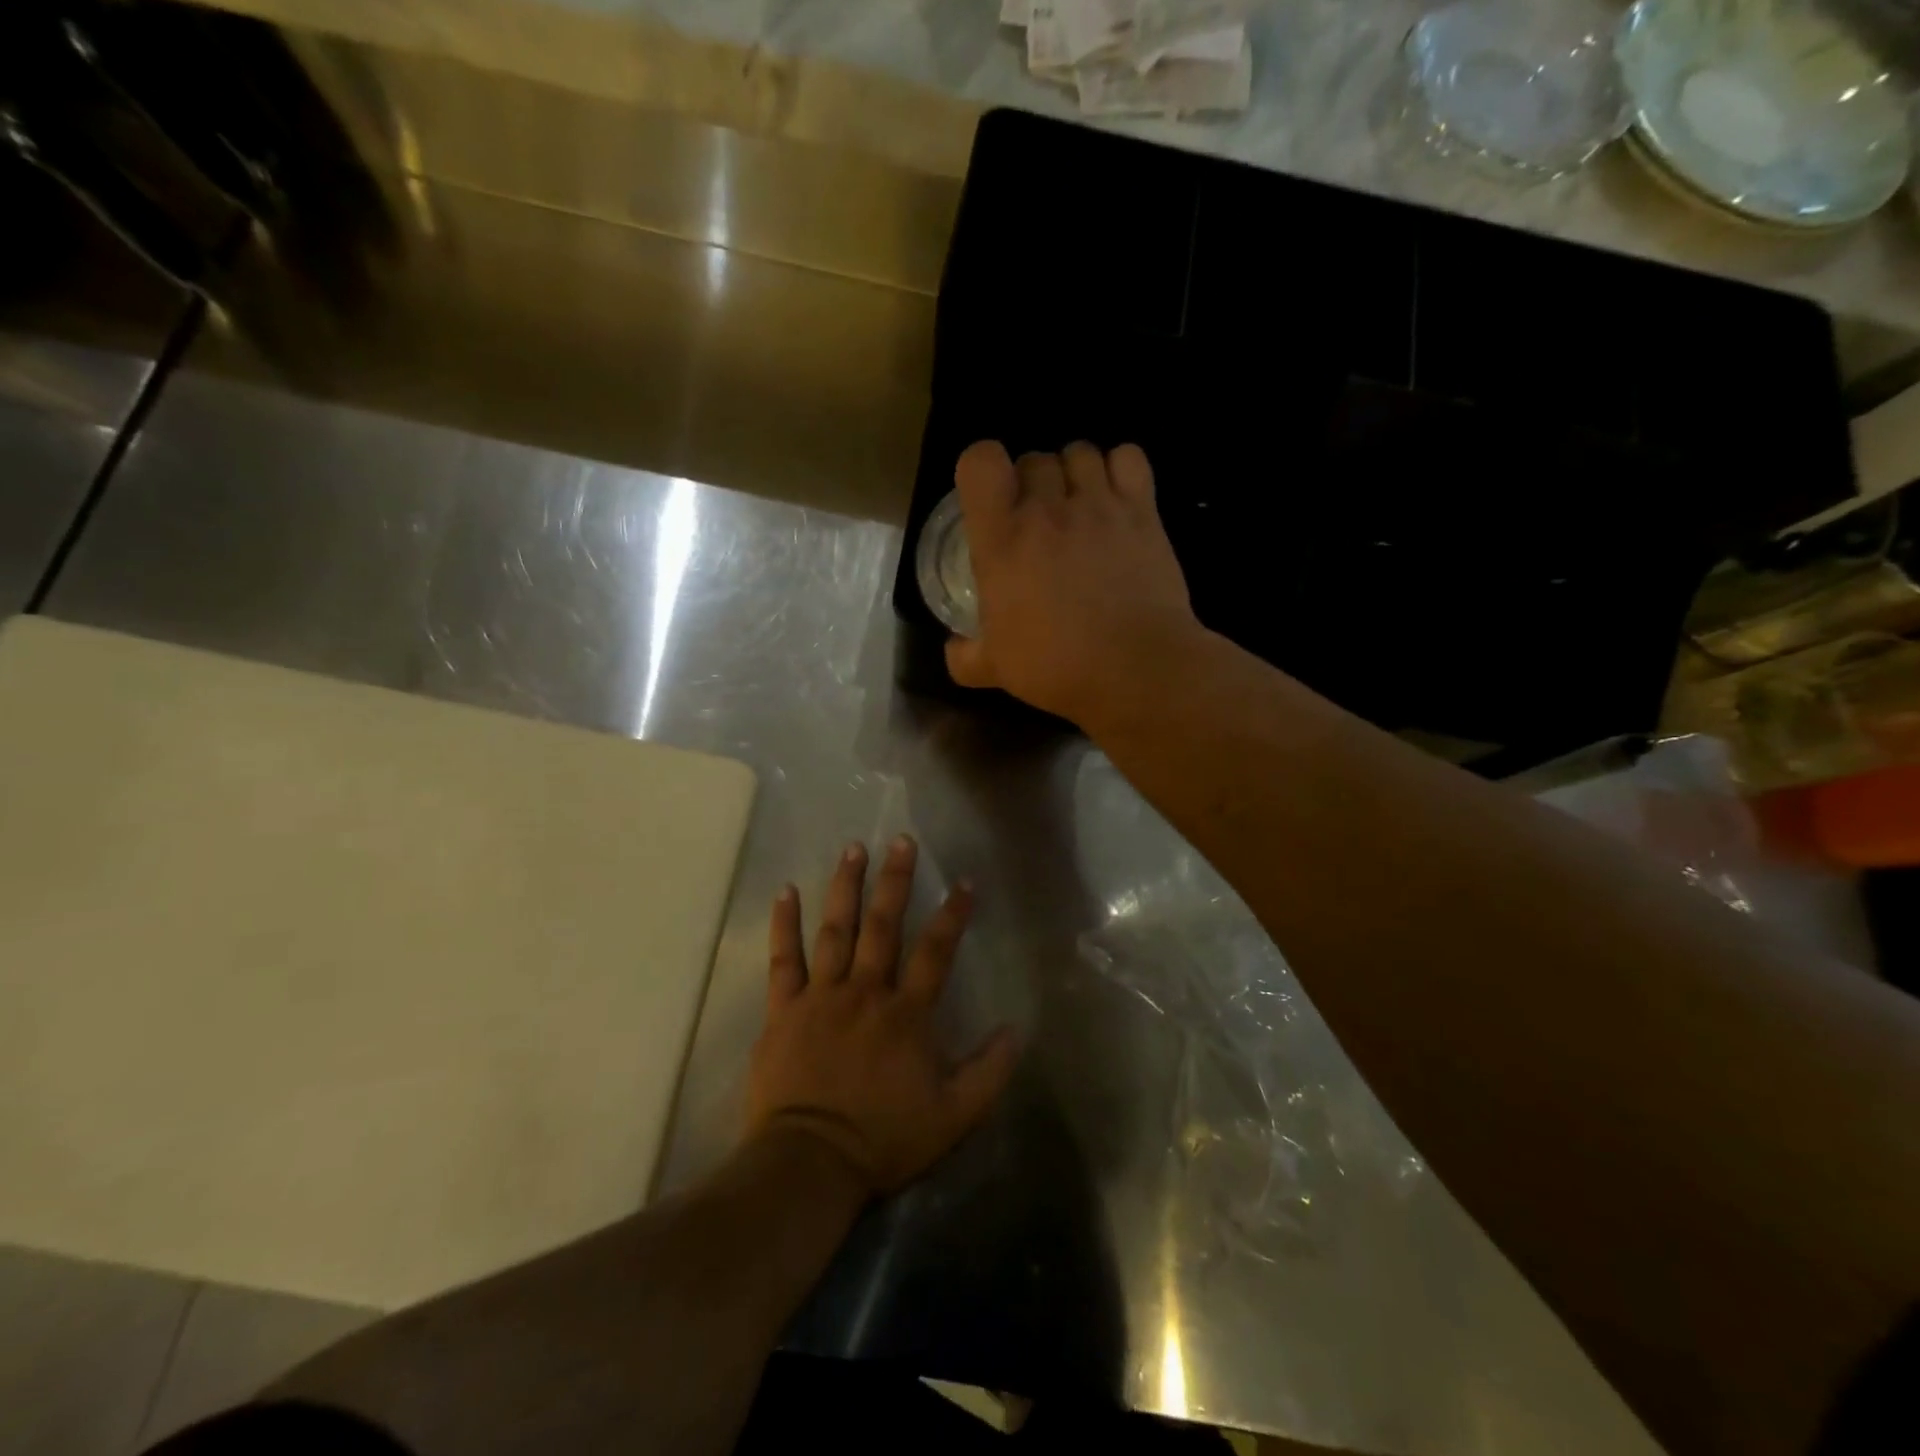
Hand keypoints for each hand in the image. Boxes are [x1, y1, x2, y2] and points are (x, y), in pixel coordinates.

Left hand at [746, 836, 1017, 1195]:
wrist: (810, 1163)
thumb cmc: (884, 1139)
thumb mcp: (954, 1116)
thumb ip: (988, 1072)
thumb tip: (1015, 1030)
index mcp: (906, 1013)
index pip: (936, 951)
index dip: (953, 914)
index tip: (964, 881)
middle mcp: (866, 991)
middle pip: (883, 925)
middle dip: (895, 880)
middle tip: (901, 840)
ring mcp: (821, 996)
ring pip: (836, 930)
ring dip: (845, 886)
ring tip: (853, 848)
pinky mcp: (784, 1009)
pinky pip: (783, 959)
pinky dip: (784, 924)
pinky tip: (786, 890)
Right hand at [945, 440, 1204, 729]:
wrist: (1135, 668)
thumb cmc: (1057, 666)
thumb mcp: (995, 669)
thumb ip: (965, 656)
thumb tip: (954, 649)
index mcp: (1002, 539)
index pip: (981, 461)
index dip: (982, 469)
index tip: (991, 500)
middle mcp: (1047, 509)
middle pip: (1034, 458)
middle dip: (1032, 483)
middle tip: (1039, 522)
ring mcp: (1099, 505)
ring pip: (1080, 452)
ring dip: (1074, 474)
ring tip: (1080, 508)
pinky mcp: (1142, 510)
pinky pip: (1128, 457)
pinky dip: (1120, 468)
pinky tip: (1117, 498)